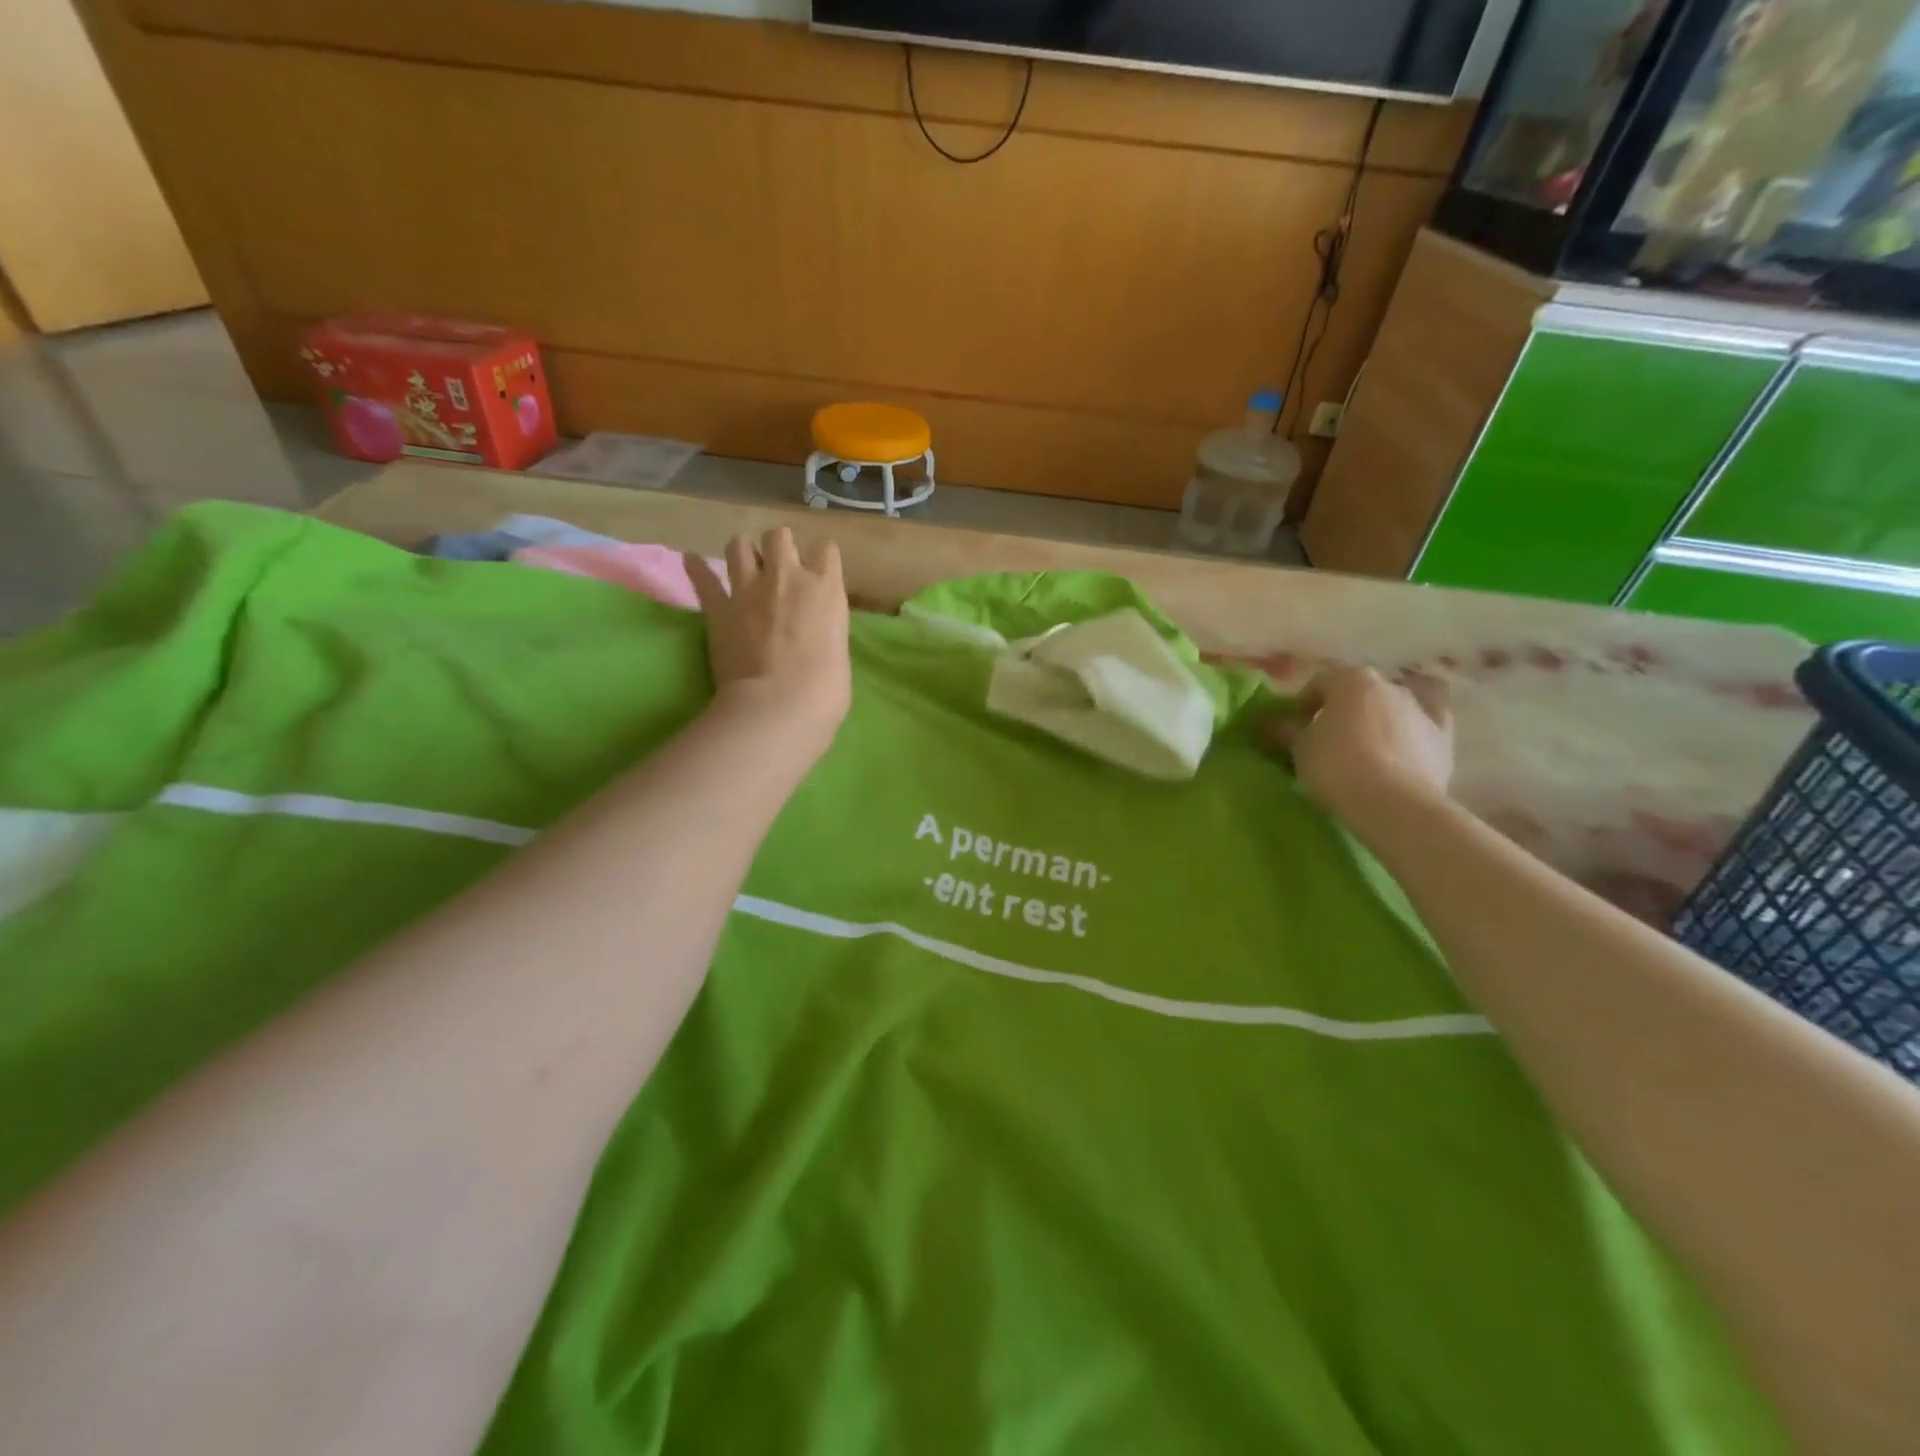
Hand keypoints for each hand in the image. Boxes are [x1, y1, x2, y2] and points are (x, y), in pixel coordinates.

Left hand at [686, 528, 850, 752]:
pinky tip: (692, 561)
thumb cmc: (825, 690)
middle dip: (778, 547)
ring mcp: (749, 589)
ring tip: (745, 567)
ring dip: (743, 552)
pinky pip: (703, 578)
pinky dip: (697, 568)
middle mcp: (788, 577)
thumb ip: (826, 629)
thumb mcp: (839, 651)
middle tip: (778, 568)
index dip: (820, 559)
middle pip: (779, 536)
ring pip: (739, 544)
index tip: (818, 573)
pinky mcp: (719, 608)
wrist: (780, 705)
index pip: (826, 549)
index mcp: (826, 588)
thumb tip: (814, 633)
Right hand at [1268, 666, 1454, 833]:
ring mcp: (1420, 709)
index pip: (1320, 682)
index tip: (1294, 728)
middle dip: (1341, 711)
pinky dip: (1415, 728)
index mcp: (1351, 680)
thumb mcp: (1299, 750)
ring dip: (1375, 720)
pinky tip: (1407, 742)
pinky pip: (1427, 724)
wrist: (1393, 803)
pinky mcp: (1444, 738)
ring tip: (1362, 750)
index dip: (1303, 704)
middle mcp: (1388, 686)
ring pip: (1391, 707)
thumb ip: (1285, 730)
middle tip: (1325, 739)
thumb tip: (1269, 723)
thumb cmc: (1336, 767)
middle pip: (1357, 693)